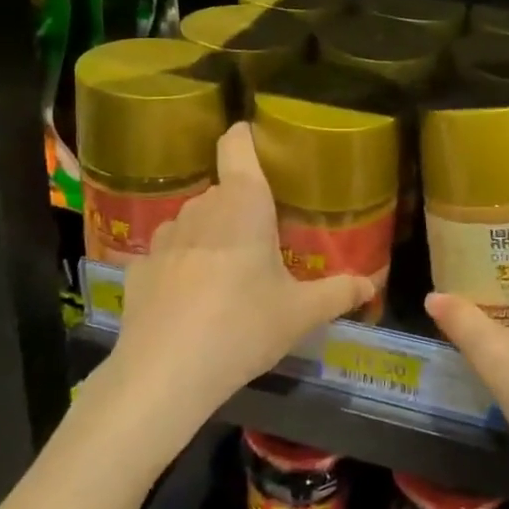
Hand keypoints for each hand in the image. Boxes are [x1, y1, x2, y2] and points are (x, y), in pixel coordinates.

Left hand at [111, 123, 375, 433]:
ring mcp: (164, 236)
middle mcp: (201, 207)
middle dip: (242, 208)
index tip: (259, 144)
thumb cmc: (243, 326)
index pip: (237, 143)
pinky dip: (182, 267)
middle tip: (265, 241)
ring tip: (228, 275)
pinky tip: (191, 302)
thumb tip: (369, 286)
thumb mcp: (300, 314)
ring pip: (195, 222)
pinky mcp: (139, 267)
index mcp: (243, 202)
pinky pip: (169, 255)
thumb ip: (337, 293)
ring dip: (212, 237)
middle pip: (224, 190)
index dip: (246, 136)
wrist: (165, 372)